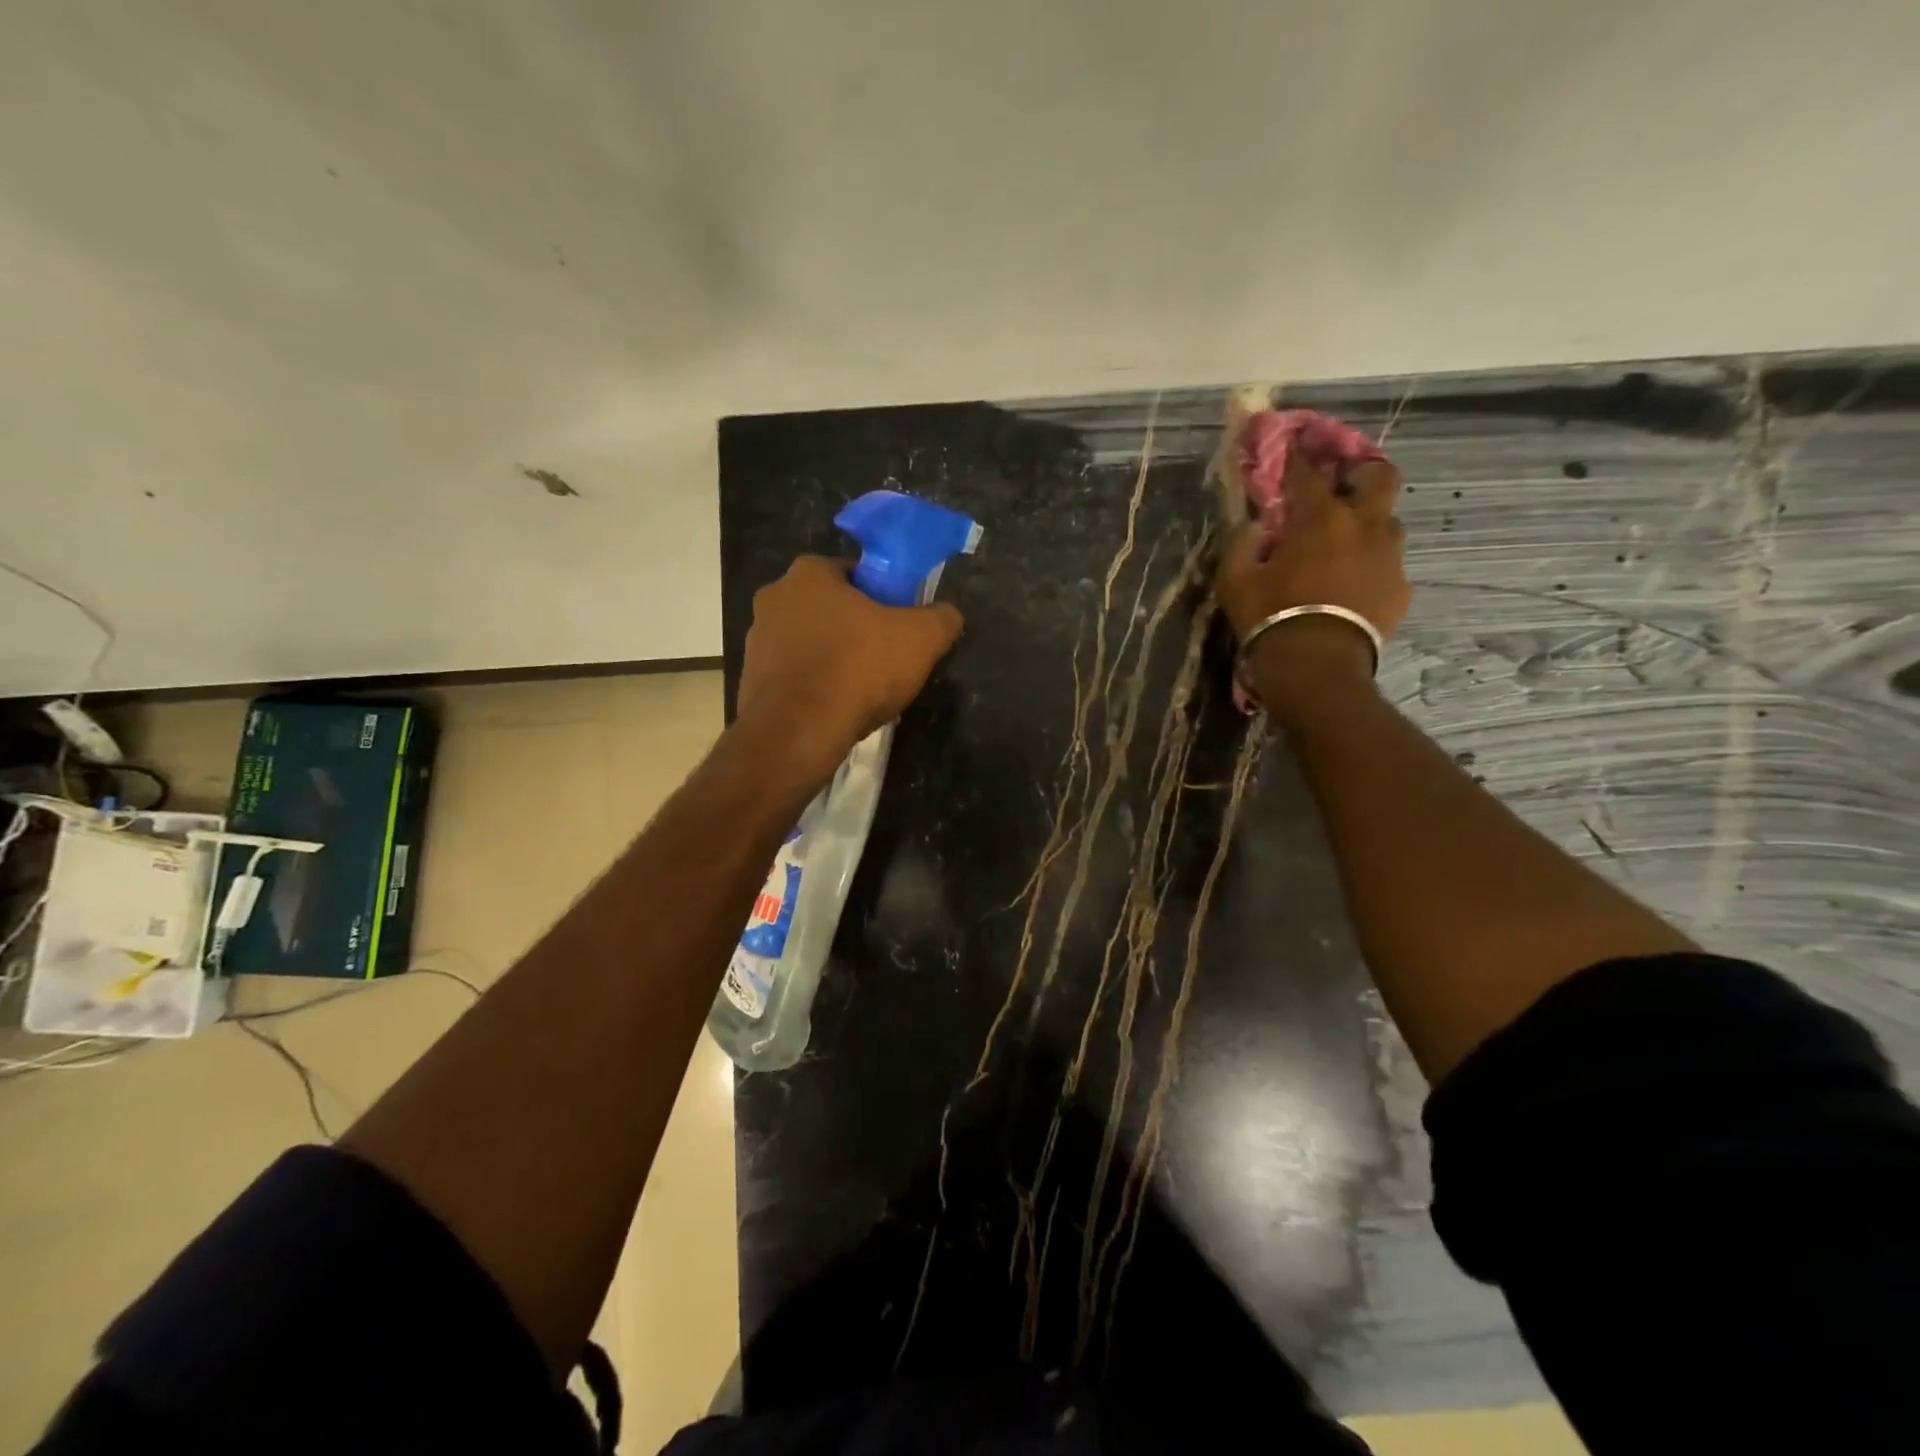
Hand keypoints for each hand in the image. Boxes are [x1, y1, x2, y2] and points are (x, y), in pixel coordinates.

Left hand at [736, 556, 963, 785]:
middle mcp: (774, 598)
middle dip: (855, 629)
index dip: (882, 596)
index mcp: (808, 573)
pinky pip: (794, 676)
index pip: (853, 572)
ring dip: (833, 659)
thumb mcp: (921, 639)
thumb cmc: (858, 669)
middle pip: (829, 608)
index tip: (899, 624)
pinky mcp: (750, 681)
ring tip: (862, 691)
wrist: (798, 733)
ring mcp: (756, 641)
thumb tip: (947, 615)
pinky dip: (814, 688)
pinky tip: (836, 709)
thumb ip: (941, 618)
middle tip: (885, 657)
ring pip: (810, 643)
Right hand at [1215, 451, 1410, 704]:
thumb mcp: (1235, 582)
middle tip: (1342, 483)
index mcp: (1320, 519)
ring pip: (1388, 522)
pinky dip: (1371, 565)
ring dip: (1369, 523)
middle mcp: (1364, 526)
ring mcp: (1389, 557)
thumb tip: (1255, 526)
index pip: (1309, 473)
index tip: (1293, 443)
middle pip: (1379, 477)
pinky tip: (1353, 584)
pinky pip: (1388, 565)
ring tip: (1347, 543)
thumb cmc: (1269, 618)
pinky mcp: (1400, 588)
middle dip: (1361, 471)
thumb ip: (1242, 545)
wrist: (1316, 668)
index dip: (1299, 455)